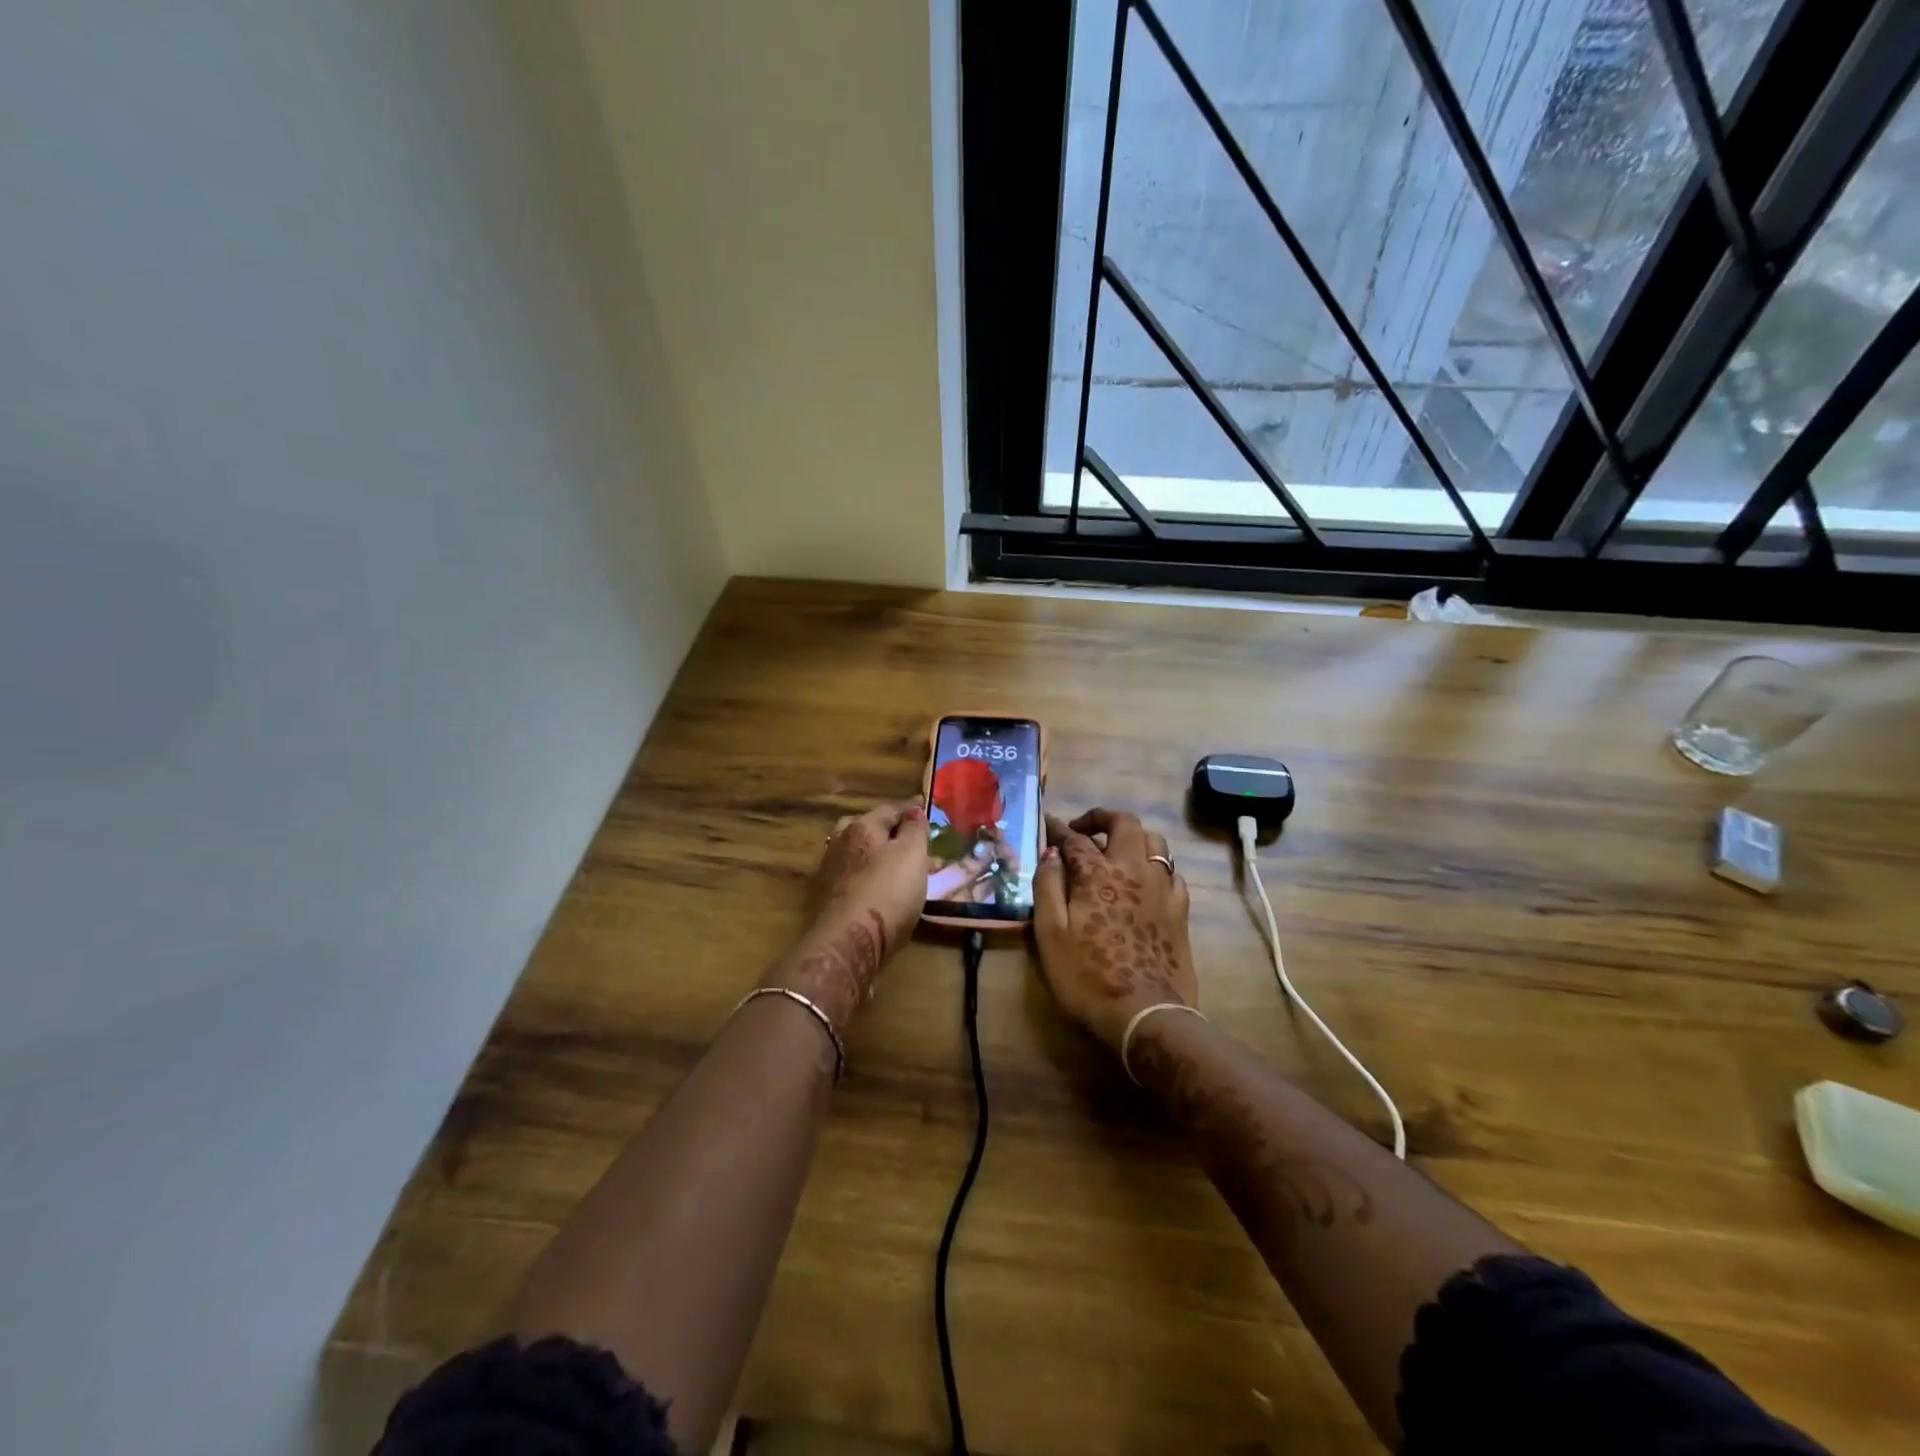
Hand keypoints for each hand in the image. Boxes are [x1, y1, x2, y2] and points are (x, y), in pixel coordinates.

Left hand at [774, 800, 927, 1030]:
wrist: (848, 942)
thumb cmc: (887, 892)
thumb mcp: (912, 855)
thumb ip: (914, 829)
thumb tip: (913, 809)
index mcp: (862, 826)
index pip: (890, 809)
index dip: (910, 809)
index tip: (923, 807)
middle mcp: (840, 842)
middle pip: (868, 828)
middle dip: (889, 831)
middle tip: (910, 840)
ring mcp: (829, 870)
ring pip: (859, 854)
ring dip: (877, 855)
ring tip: (898, 866)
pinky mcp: (826, 898)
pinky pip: (853, 877)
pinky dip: (868, 876)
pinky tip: (879, 888)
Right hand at [1032, 808, 1196, 1053]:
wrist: (1145, 1015)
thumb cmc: (1087, 977)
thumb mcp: (1050, 934)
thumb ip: (1048, 887)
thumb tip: (1050, 854)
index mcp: (1098, 874)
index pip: (1075, 839)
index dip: (1059, 829)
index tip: (1048, 823)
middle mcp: (1133, 870)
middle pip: (1125, 823)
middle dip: (1102, 817)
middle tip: (1083, 830)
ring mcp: (1162, 888)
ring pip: (1155, 841)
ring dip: (1133, 837)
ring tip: (1116, 851)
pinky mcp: (1180, 910)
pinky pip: (1172, 872)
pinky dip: (1155, 866)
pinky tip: (1145, 882)